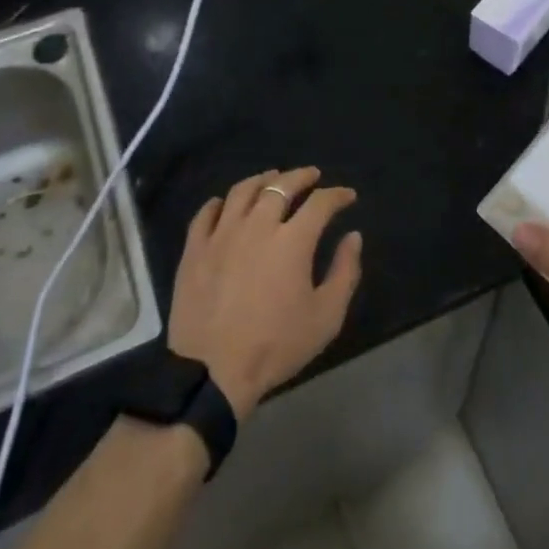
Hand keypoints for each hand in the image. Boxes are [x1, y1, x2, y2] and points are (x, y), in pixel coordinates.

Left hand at [168, 167, 362, 417]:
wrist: (212, 372)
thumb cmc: (276, 346)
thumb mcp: (326, 317)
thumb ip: (344, 272)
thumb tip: (353, 237)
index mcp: (292, 240)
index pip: (320, 203)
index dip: (337, 195)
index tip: (347, 196)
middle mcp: (257, 225)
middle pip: (281, 185)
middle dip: (301, 176)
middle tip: (312, 176)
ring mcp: (221, 234)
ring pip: (242, 191)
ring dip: (262, 180)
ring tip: (272, 179)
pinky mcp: (194, 249)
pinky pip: (206, 213)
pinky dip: (220, 202)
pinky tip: (227, 203)